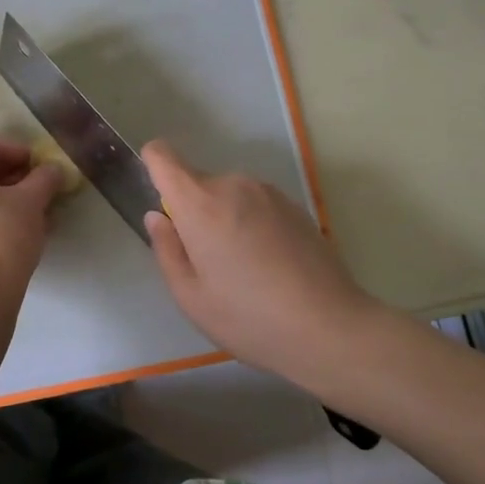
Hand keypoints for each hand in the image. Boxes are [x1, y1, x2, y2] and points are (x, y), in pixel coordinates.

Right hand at [142, 140, 376, 378]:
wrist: (330, 328)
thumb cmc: (248, 318)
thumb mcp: (190, 296)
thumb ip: (166, 249)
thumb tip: (158, 217)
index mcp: (200, 202)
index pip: (162, 155)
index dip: (154, 169)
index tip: (163, 207)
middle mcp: (234, 185)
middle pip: (197, 183)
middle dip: (193, 213)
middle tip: (208, 263)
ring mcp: (269, 192)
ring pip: (228, 196)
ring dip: (225, 220)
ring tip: (243, 270)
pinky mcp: (296, 206)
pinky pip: (256, 205)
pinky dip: (252, 225)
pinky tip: (271, 267)